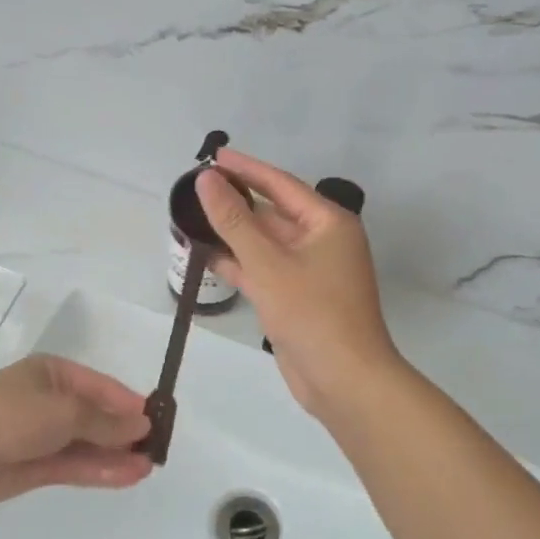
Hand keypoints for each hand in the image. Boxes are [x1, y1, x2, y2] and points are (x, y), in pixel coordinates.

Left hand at [0, 354, 153, 501]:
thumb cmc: (14, 412)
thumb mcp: (66, 410)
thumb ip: (105, 422)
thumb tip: (141, 423)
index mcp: (56, 375)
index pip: (102, 387)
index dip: (129, 403)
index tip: (157, 419)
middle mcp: (52, 402)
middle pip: (96, 417)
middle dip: (125, 432)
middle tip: (157, 448)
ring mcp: (44, 436)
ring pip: (88, 445)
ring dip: (117, 454)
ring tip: (149, 465)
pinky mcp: (37, 467)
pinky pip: (75, 466)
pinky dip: (100, 470)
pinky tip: (128, 475)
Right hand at [197, 150, 406, 415]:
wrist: (345, 382)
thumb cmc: (311, 313)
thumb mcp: (267, 262)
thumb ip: (233, 219)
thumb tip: (207, 179)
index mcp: (327, 223)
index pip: (280, 184)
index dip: (246, 168)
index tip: (214, 156)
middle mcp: (322, 241)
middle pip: (273, 212)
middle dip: (237, 202)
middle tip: (197, 189)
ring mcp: (311, 271)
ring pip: (266, 243)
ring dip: (234, 234)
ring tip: (195, 219)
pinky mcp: (298, 298)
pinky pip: (265, 270)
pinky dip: (240, 264)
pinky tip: (209, 257)